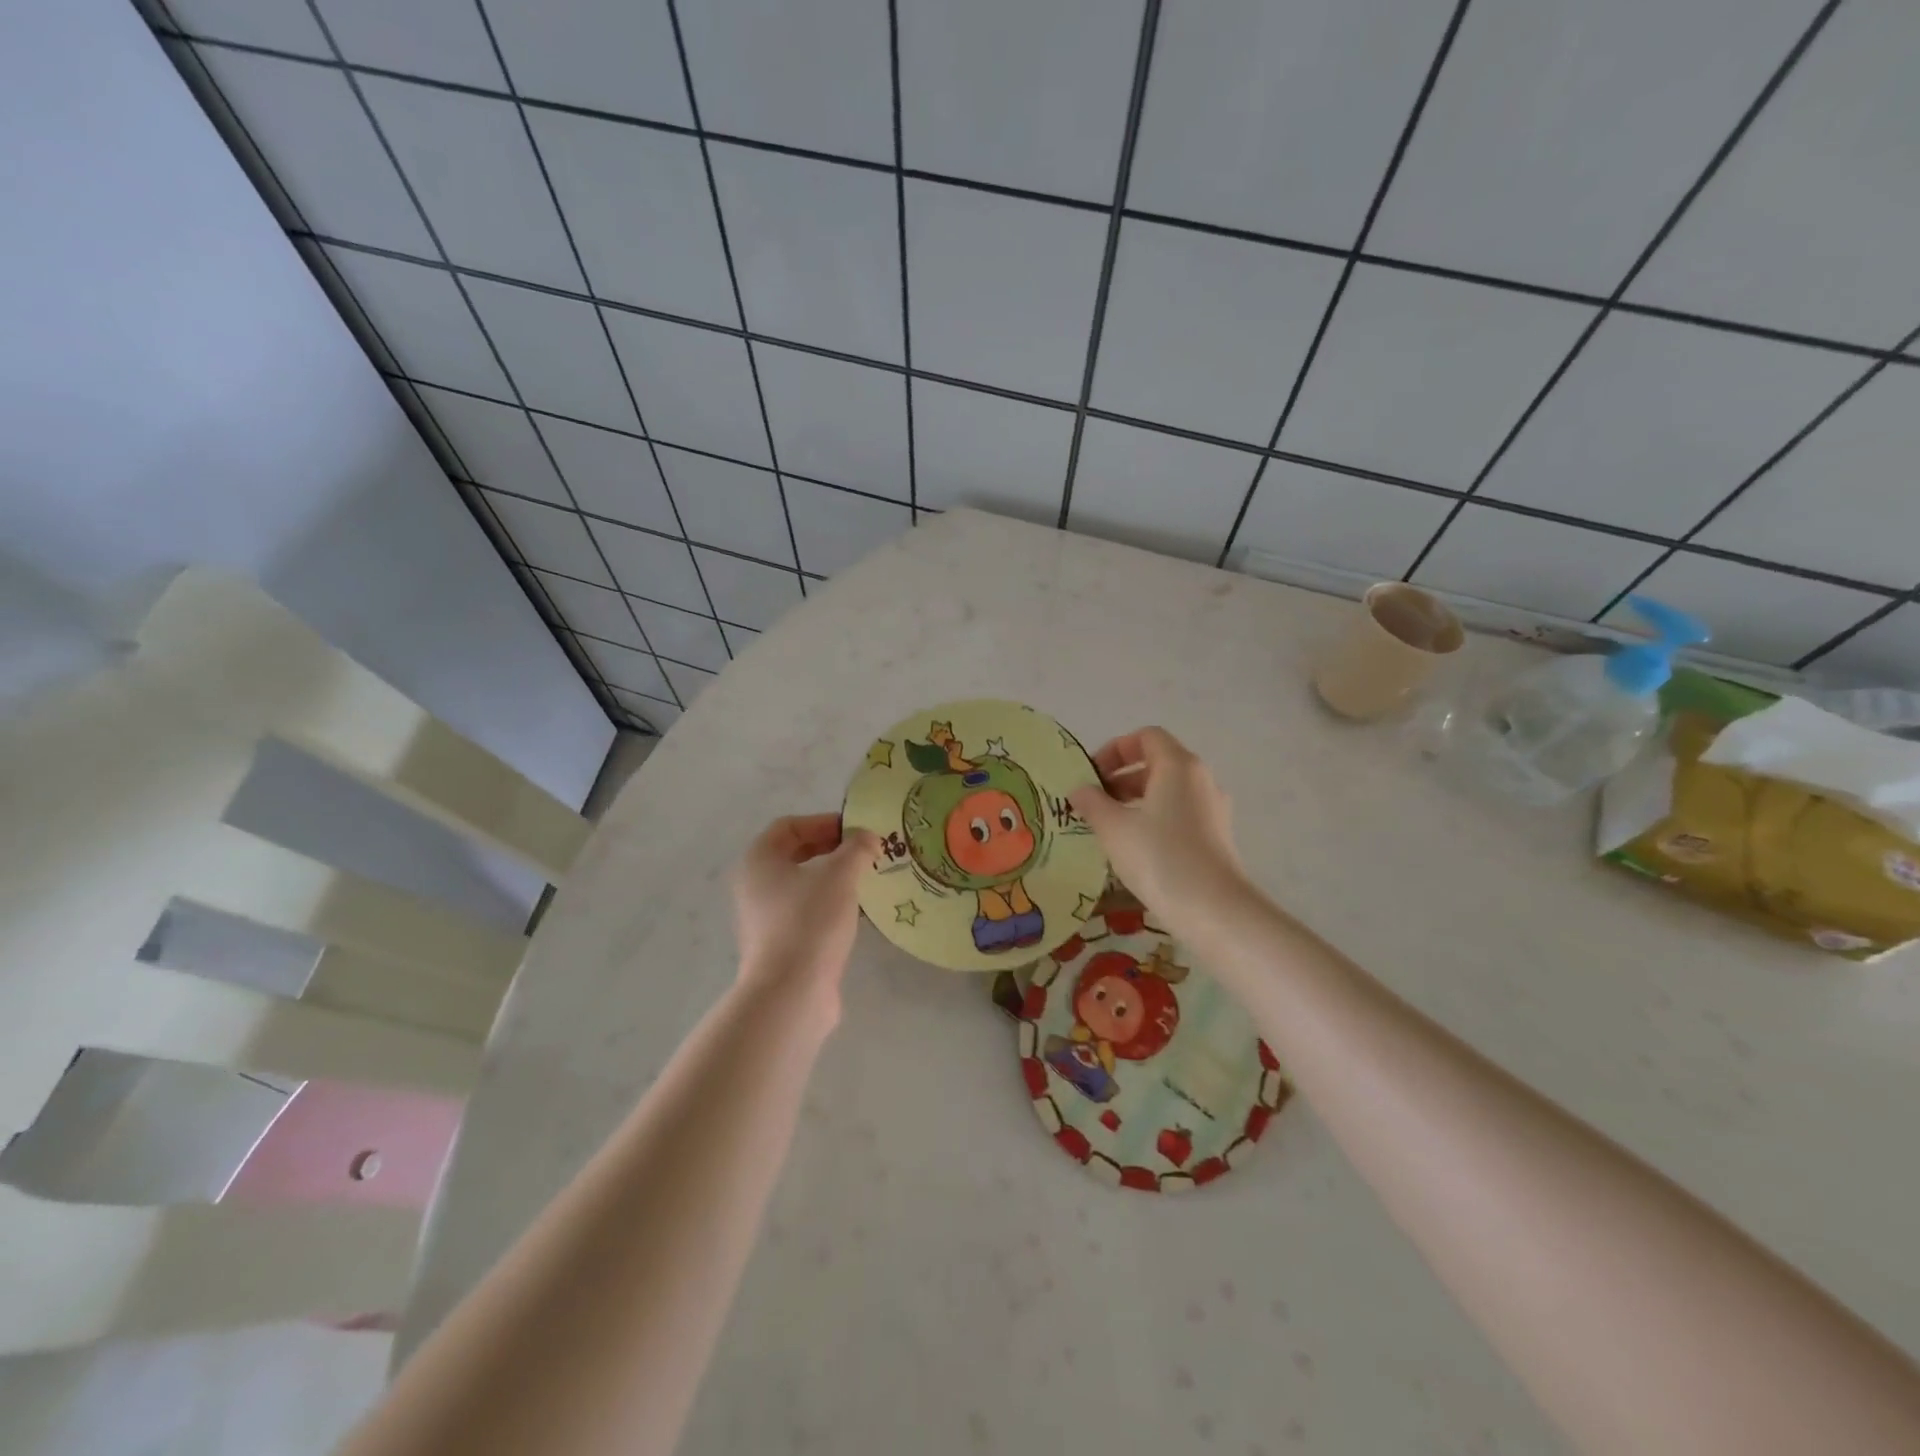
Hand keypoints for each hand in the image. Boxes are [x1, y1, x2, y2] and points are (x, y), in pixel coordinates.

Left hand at [732, 814, 879, 1009]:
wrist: (790, 993)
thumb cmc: (810, 921)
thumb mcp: (840, 875)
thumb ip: (857, 849)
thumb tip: (868, 837)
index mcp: (758, 860)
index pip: (789, 826)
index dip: (823, 822)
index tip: (856, 831)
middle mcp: (754, 886)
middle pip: (793, 855)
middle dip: (830, 849)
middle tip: (863, 853)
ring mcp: (763, 918)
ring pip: (801, 885)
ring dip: (832, 878)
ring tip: (865, 881)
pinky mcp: (778, 945)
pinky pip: (805, 912)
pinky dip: (828, 905)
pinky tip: (856, 914)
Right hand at [1070, 728, 1247, 919]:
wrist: (1213, 910)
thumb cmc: (1159, 857)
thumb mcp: (1114, 828)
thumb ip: (1092, 803)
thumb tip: (1079, 790)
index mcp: (1178, 765)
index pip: (1145, 737)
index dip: (1114, 749)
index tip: (1091, 775)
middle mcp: (1200, 779)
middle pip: (1157, 763)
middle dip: (1121, 778)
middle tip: (1093, 803)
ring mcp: (1213, 808)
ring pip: (1168, 791)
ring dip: (1136, 801)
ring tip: (1109, 827)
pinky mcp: (1216, 836)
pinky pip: (1179, 814)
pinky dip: (1154, 819)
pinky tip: (1135, 849)